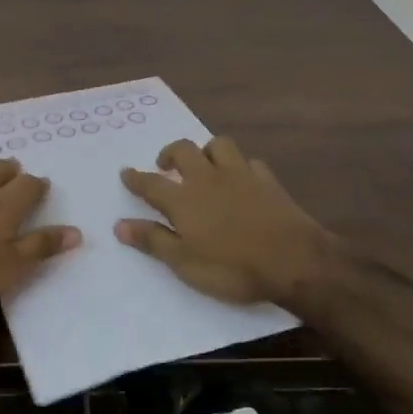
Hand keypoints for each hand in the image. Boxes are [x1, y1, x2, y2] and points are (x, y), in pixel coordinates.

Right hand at [117, 137, 331, 304]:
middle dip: (170, 153)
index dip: (136, 178)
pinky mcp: (267, 180)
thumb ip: (153, 241)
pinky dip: (242, 166)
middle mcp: (208, 178)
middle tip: (165, 165)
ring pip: (219, 145)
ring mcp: (240, 175)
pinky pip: (251, 162)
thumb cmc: (232, 267)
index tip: (125, 172)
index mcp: (183, 199)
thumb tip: (119, 225)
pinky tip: (243, 178)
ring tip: (204, 164)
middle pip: (184, 151)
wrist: (293, 260)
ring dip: (207, 151)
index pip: (151, 183)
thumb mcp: (185, 263)